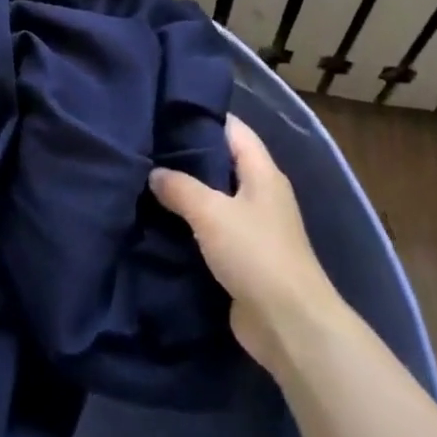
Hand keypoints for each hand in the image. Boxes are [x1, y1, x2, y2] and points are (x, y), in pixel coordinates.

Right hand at [150, 115, 345, 374]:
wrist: (289, 325)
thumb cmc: (255, 253)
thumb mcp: (211, 212)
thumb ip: (180, 187)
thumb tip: (154, 173)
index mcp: (262, 172)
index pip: (233, 128)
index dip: (203, 116)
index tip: (166, 110)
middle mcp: (261, 193)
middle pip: (222, 161)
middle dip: (188, 155)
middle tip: (148, 145)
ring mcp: (254, 227)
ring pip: (215, 197)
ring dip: (188, 193)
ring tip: (147, 179)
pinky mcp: (244, 258)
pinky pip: (213, 230)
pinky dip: (191, 225)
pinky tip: (161, 221)